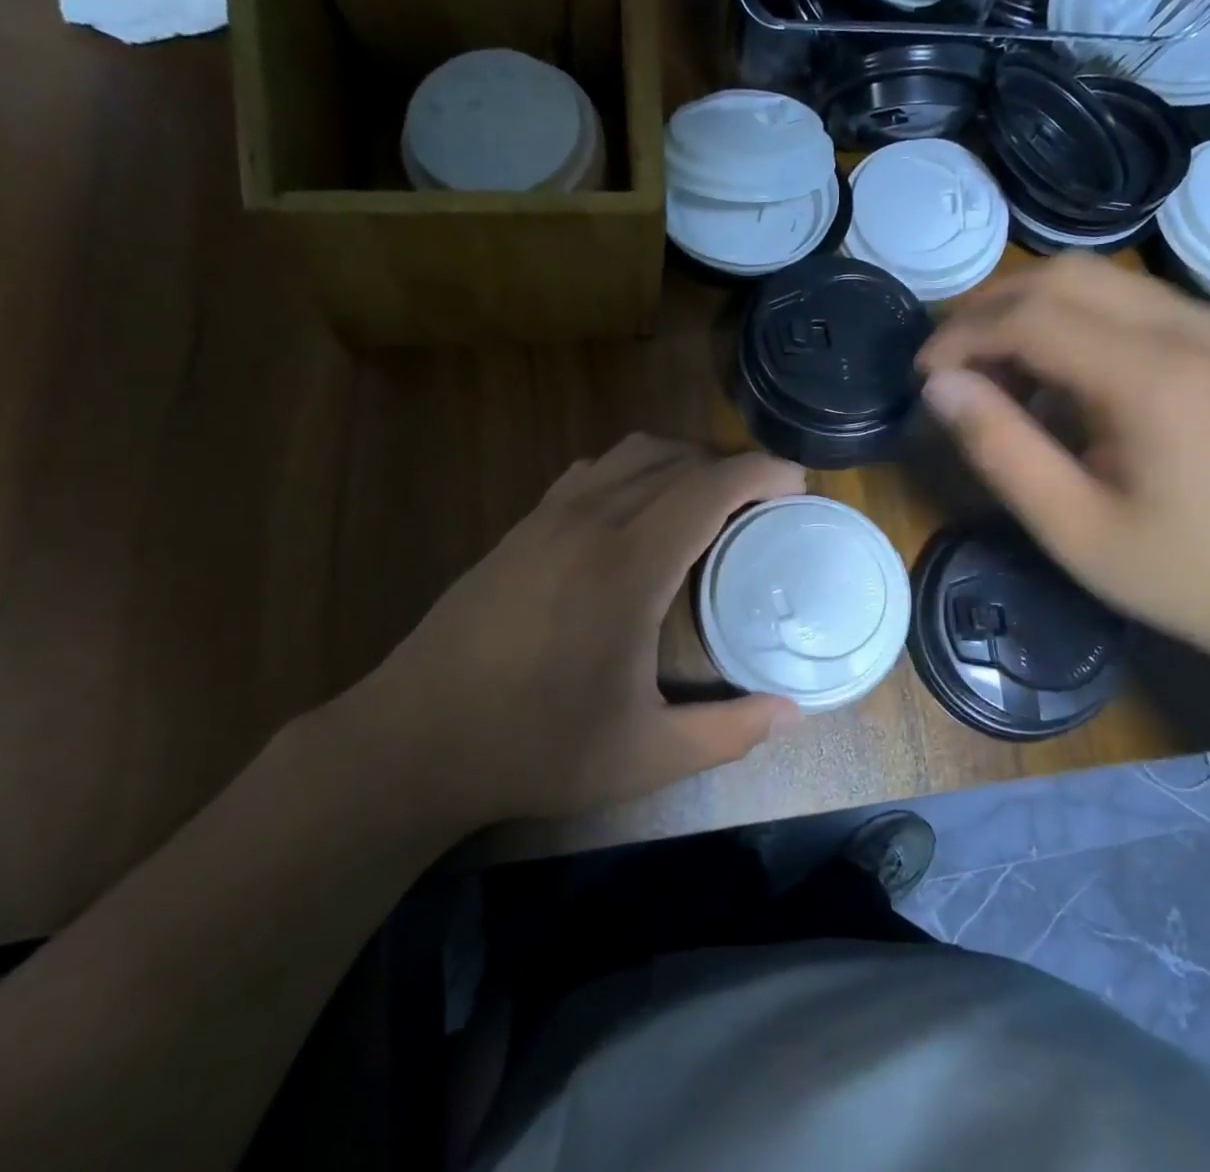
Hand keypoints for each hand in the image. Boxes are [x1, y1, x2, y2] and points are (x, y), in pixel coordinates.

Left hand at [327, 436, 806, 826]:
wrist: (411, 741)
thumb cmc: (534, 747)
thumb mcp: (645, 756)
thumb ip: (729, 732)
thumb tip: (792, 712)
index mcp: (629, 564)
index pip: (710, 485)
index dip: (762, 471)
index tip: (798, 486)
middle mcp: (591, 520)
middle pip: (677, 457)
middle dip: (731, 466)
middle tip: (764, 504)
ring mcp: (549, 516)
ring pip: (631, 453)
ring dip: (682, 462)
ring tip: (709, 502)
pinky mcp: (521, 527)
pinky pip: (593, 471)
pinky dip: (634, 471)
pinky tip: (639, 513)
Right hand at [917, 256, 1209, 669]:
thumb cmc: (1185, 575)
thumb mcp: (1072, 529)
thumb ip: (999, 449)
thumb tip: (939, 386)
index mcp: (1157, 378)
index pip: (1033, 316)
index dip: (963, 336)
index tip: (922, 374)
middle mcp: (1196, 328)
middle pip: (1065, 276)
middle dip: (989, 308)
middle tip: (948, 361)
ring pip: (1098, 280)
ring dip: (1029, 310)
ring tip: (994, 372)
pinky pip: (1131, 303)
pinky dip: (1073, 321)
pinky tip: (1057, 377)